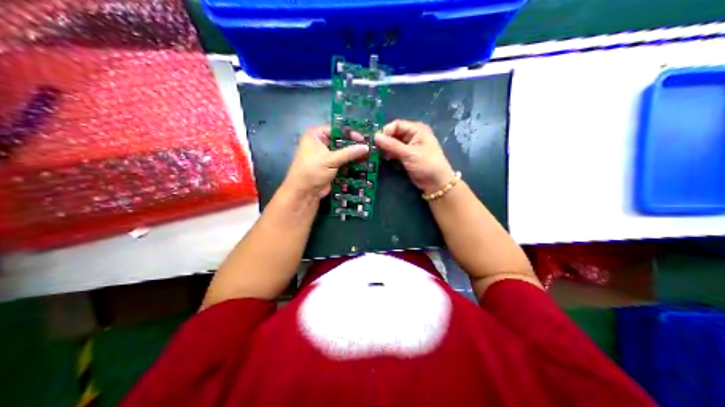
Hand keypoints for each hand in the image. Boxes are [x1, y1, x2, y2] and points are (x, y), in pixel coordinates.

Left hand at [279, 126, 365, 197]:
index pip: (336, 129)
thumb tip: (366, 147)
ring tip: (369, 155)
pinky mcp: (330, 166)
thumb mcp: (330, 160)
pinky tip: (364, 163)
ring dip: (354, 155)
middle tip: (369, 146)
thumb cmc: (312, 171)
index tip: (364, 138)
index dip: (350, 133)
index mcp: (315, 135)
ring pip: (343, 152)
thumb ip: (348, 153)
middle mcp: (320, 143)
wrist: (304, 193)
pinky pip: (343, 161)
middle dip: (354, 145)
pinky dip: (351, 163)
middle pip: (341, 140)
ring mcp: (326, 155)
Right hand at [373, 119, 451, 193]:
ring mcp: (410, 146)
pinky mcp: (407, 156)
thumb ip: (392, 145)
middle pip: (394, 133)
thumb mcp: (409, 154)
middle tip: (374, 148)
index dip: (386, 131)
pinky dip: (389, 154)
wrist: (437, 183)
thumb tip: (375, 137)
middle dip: (385, 140)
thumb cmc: (427, 165)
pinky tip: (385, 159)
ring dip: (386, 148)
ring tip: (379, 155)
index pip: (397, 124)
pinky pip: (395, 151)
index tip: (376, 140)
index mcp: (417, 129)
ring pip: (393, 143)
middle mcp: (413, 135)